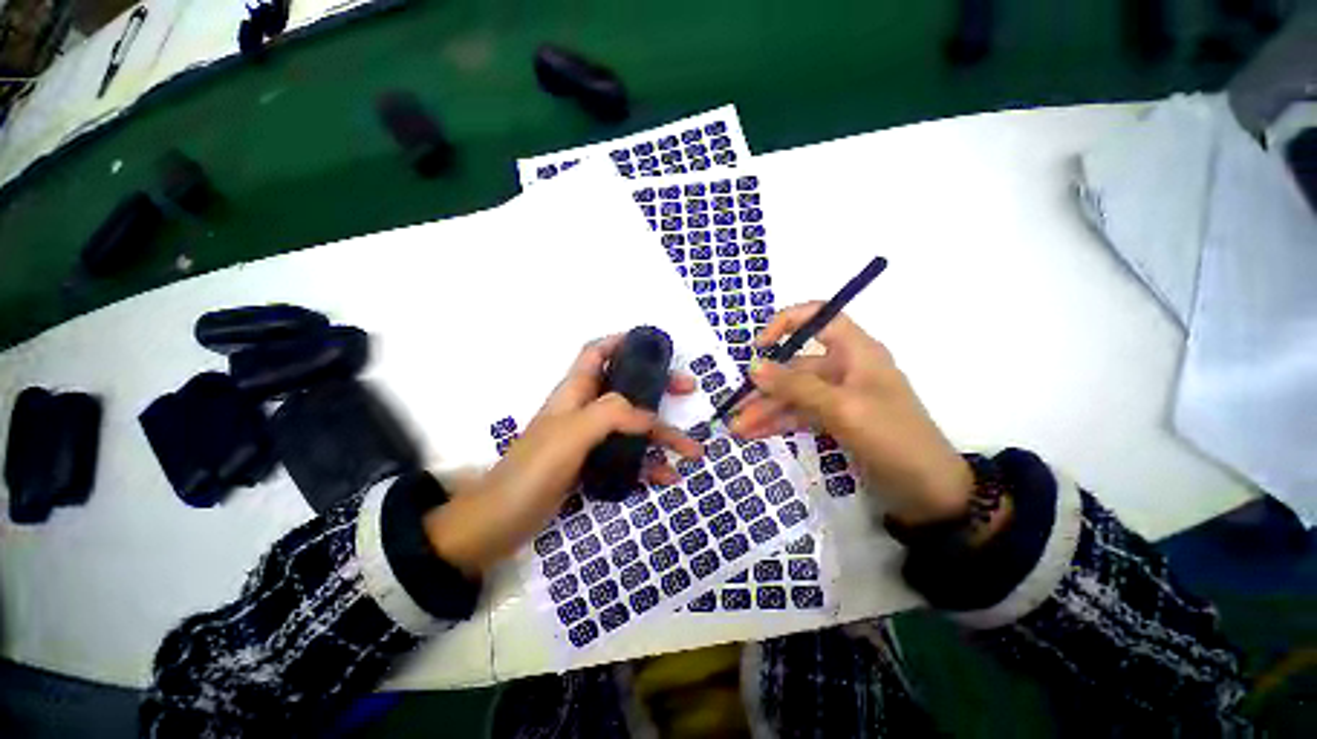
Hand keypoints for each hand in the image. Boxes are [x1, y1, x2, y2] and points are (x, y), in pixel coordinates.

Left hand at [426, 336, 702, 575]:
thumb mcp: (572, 433)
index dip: (623, 341)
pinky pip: (629, 458)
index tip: (655, 346)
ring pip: (634, 426)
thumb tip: (650, 416)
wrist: (501, 522)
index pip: (597, 352)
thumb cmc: (533, 470)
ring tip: (692, 450)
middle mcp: (584, 410)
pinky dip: (649, 465)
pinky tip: (668, 478)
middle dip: (659, 386)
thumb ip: (611, 414)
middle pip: (627, 387)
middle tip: (689, 390)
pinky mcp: (593, 465)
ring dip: (664, 435)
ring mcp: (590, 439)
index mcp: (575, 392)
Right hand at [729, 303, 973, 527]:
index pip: (820, 317)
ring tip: (738, 428)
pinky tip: (755, 433)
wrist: (929, 493)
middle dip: (765, 387)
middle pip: (796, 367)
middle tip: (736, 407)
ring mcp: (839, 396)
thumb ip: (796, 386)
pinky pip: (800, 414)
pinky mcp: (836, 420)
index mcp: (856, 351)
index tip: (759, 346)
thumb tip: (754, 366)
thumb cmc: (893, 438)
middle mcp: (845, 368)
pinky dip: (778, 422)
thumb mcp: (842, 408)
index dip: (787, 323)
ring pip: (794, 394)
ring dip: (766, 409)